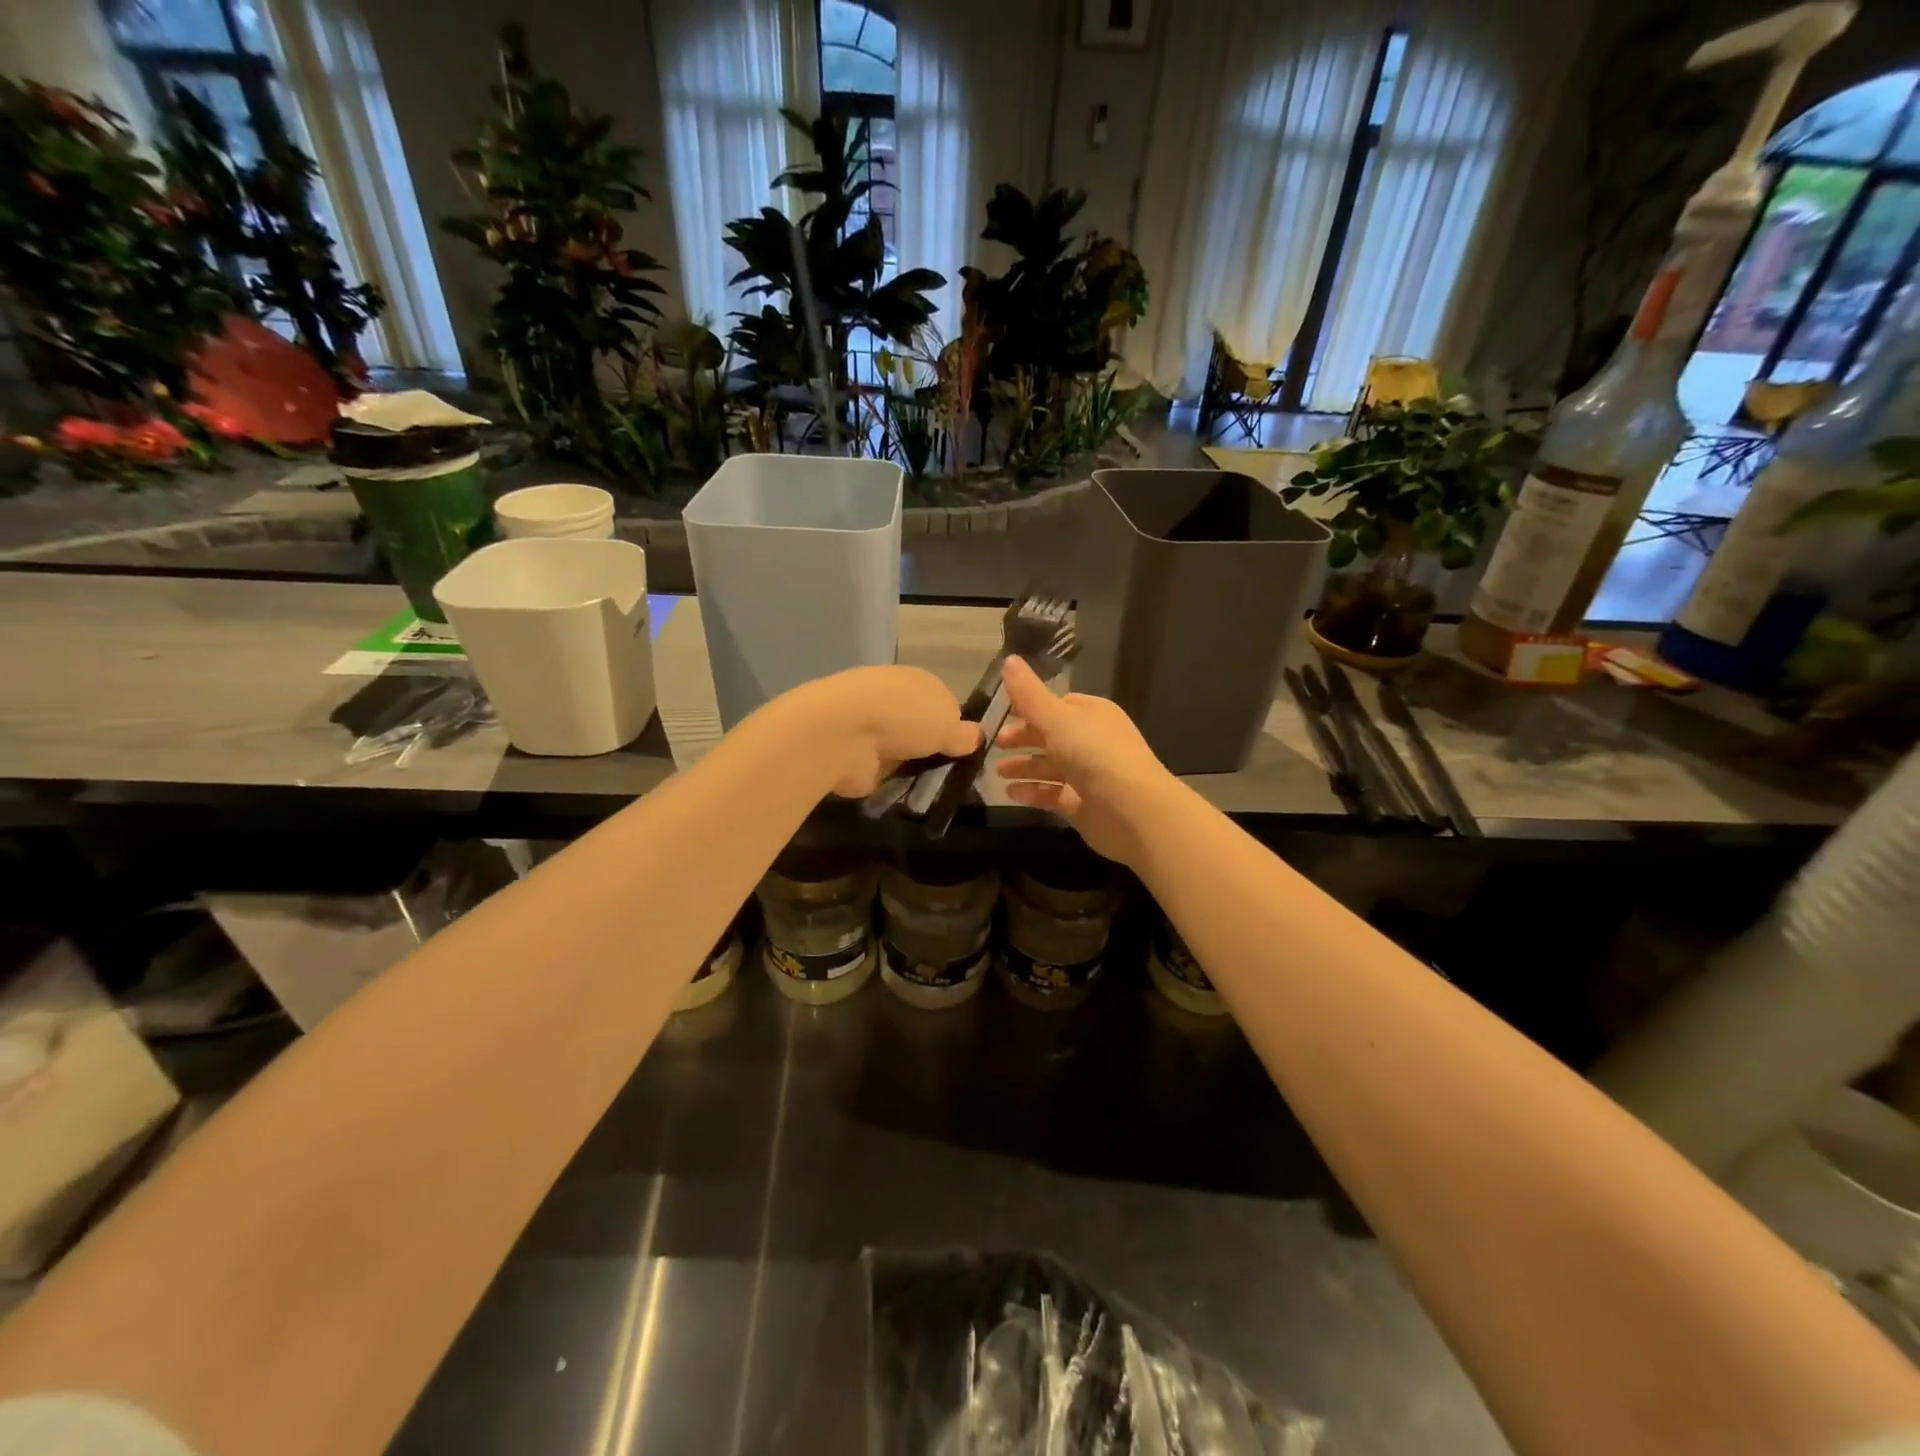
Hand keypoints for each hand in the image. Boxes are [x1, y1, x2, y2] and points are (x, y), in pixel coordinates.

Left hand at [786, 666, 978, 797]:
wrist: (845, 732)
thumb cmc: (907, 717)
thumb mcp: (951, 725)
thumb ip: (965, 734)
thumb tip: (976, 736)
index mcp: (917, 680)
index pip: (942, 703)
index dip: (954, 728)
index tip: (964, 753)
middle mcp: (891, 697)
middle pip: (919, 727)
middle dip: (930, 750)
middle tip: (948, 775)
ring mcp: (868, 726)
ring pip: (899, 750)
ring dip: (909, 767)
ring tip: (927, 789)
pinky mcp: (852, 753)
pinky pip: (878, 770)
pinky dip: (887, 780)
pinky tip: (900, 793)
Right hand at [994, 656, 1181, 867]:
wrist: (1132, 810)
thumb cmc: (1095, 754)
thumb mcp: (1057, 718)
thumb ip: (1029, 694)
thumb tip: (1008, 659)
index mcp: (1092, 714)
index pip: (1058, 705)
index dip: (1030, 708)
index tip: (1002, 713)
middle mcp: (1092, 742)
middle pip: (1051, 736)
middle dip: (1023, 738)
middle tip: (994, 744)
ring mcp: (1087, 775)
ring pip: (1049, 766)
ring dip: (1024, 767)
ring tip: (997, 772)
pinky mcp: (1081, 804)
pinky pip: (1051, 793)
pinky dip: (1031, 791)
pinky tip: (1010, 793)